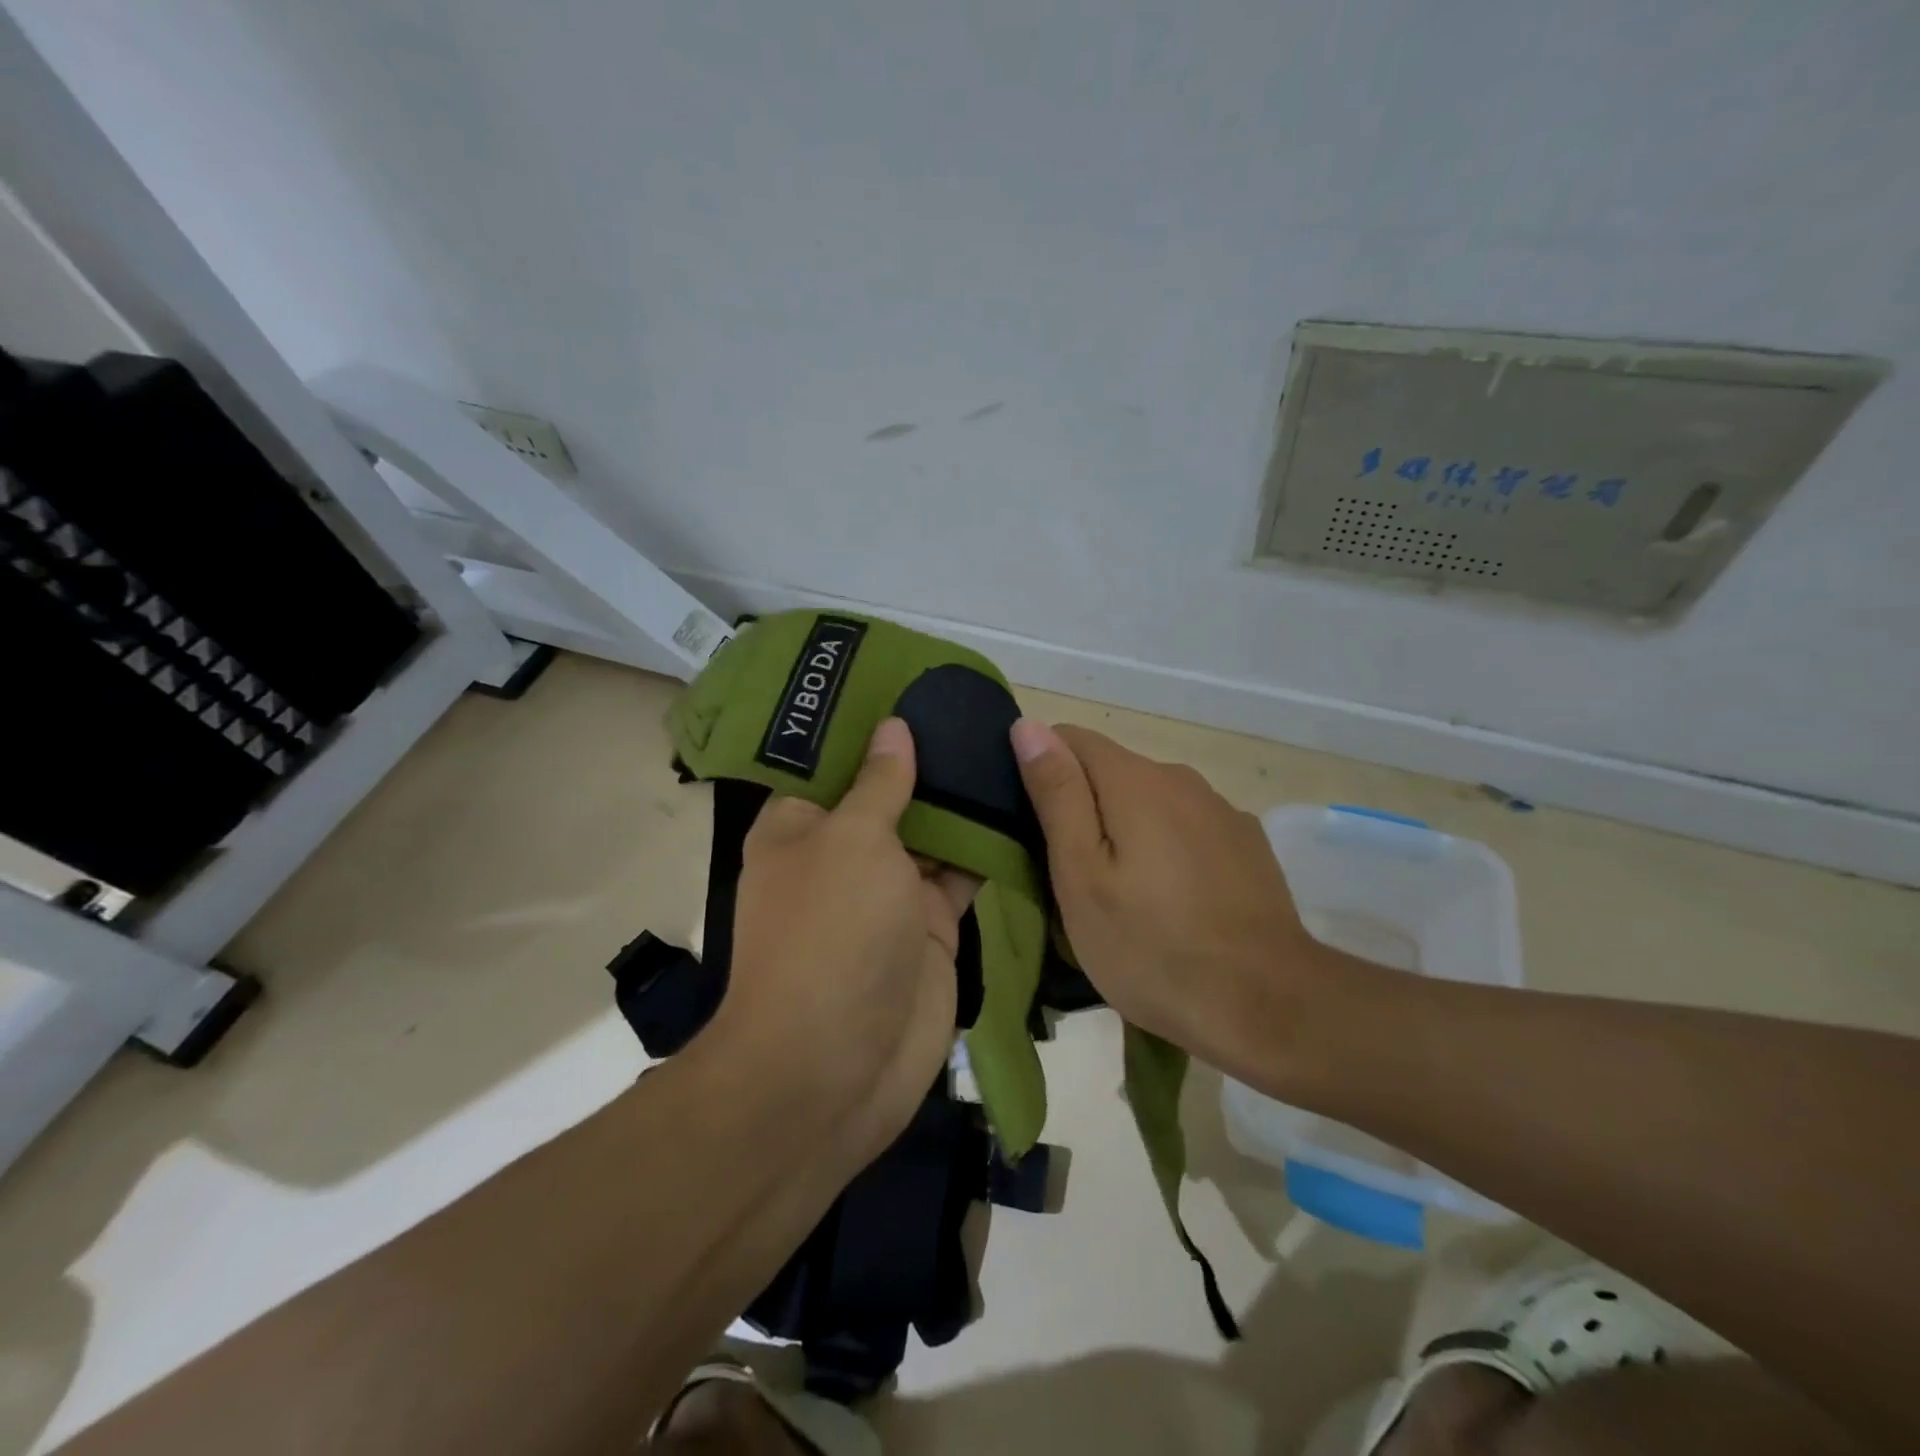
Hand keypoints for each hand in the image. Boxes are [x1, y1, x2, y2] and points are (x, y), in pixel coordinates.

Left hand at [715, 718, 976, 1166]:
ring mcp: (890, 894)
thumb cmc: (830, 933)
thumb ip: (880, 783)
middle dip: (928, 759)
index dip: (871, 725)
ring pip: (932, 834)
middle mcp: (843, 854)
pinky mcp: (930, 929)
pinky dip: (987, 848)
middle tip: (979, 710)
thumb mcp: (851, 841)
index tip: (915, 687)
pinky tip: (1022, 806)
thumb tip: (892, 728)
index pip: (834, 762)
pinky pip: (962, 876)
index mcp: (802, 826)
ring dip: (963, 801)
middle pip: (890, 795)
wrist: (835, 1068)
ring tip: (1007, 745)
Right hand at [1010, 718, 1341, 1084]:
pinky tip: (1173, 901)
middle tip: (1072, 877)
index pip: (1069, 739)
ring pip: (1150, 802)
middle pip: (1111, 771)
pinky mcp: (1246, 843)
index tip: (1034, 827)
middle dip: (1083, 808)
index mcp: (1134, 780)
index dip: (1042, 771)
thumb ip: (1057, 794)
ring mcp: (1220, 810)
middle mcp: (1180, 778)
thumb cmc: (1152, 946)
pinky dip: (1167, 848)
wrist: (1267, 1005)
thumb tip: (1029, 726)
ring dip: (1126, 830)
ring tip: (1122, 895)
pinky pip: (1187, 828)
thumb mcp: (1082, 875)